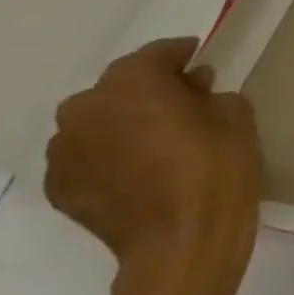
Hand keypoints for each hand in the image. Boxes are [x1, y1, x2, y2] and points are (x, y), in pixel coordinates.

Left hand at [48, 38, 262, 294]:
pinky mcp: (59, 188)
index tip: (201, 62)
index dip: (182, 55)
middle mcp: (83, 111)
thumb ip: (208, 92)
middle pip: (119, 87)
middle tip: (183, 103)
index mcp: (128, 84)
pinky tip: (141, 169)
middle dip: (149, 90)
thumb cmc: (218, 166)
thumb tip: (190, 90)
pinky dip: (110, 155)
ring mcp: (63, 153)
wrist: (183, 240)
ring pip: (98, 122)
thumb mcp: (234, 113)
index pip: (156, 54)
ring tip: (159, 140)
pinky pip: (88, 157)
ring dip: (125, 123)